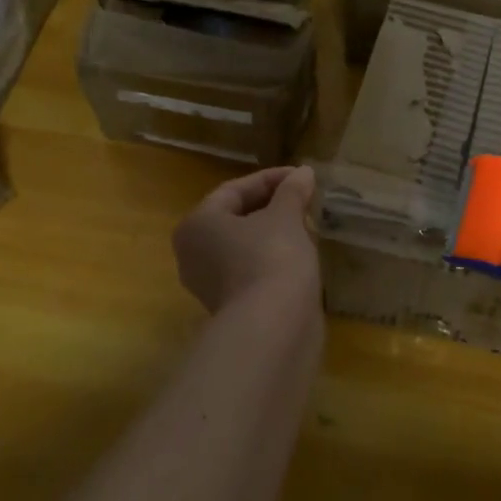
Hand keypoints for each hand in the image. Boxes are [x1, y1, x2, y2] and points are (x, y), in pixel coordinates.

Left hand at [172, 165, 320, 313]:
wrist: (274, 328)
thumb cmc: (271, 257)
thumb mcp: (285, 217)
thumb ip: (292, 191)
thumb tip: (303, 173)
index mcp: (197, 224)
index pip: (234, 190)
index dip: (271, 179)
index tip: (302, 176)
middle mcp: (193, 253)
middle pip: (236, 218)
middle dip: (272, 206)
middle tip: (304, 199)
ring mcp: (210, 284)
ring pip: (244, 246)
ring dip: (274, 233)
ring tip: (307, 224)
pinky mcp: (231, 307)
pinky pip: (251, 269)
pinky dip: (273, 257)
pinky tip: (301, 254)